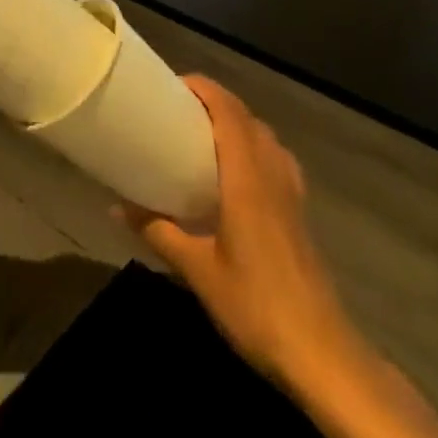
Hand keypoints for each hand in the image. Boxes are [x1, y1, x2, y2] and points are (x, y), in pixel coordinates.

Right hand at [121, 76, 359, 389]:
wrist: (321, 353)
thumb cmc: (255, 305)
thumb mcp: (197, 270)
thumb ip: (157, 232)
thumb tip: (116, 207)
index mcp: (247, 177)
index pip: (229, 112)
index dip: (204, 89)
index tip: (172, 84)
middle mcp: (272, 174)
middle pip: (247, 118)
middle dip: (215, 102)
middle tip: (179, 109)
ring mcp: (292, 193)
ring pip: (265, 137)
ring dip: (237, 123)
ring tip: (204, 134)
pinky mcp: (299, 212)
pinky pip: (276, 159)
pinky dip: (254, 147)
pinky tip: (237, 174)